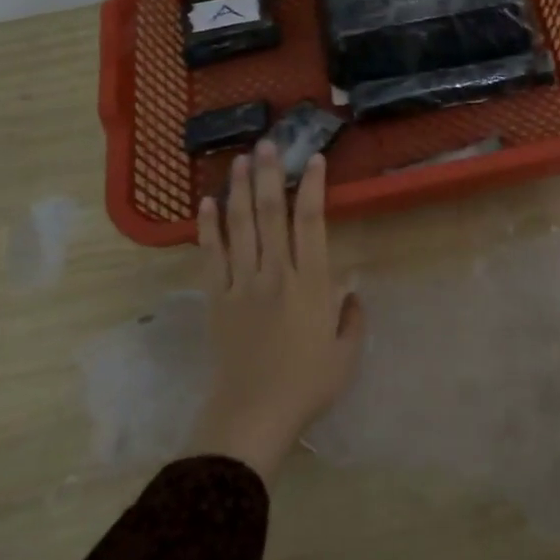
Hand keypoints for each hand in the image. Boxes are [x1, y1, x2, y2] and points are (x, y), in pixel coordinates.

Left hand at [187, 141, 363, 484]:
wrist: (252, 416)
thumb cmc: (306, 385)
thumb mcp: (346, 354)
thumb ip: (352, 318)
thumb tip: (352, 292)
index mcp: (311, 282)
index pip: (312, 222)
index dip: (313, 187)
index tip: (313, 159)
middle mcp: (275, 272)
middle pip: (271, 213)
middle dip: (270, 175)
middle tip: (268, 144)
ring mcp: (242, 283)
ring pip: (240, 226)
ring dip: (240, 189)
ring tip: (240, 160)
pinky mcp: (217, 298)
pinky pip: (211, 255)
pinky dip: (208, 227)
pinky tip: (207, 203)